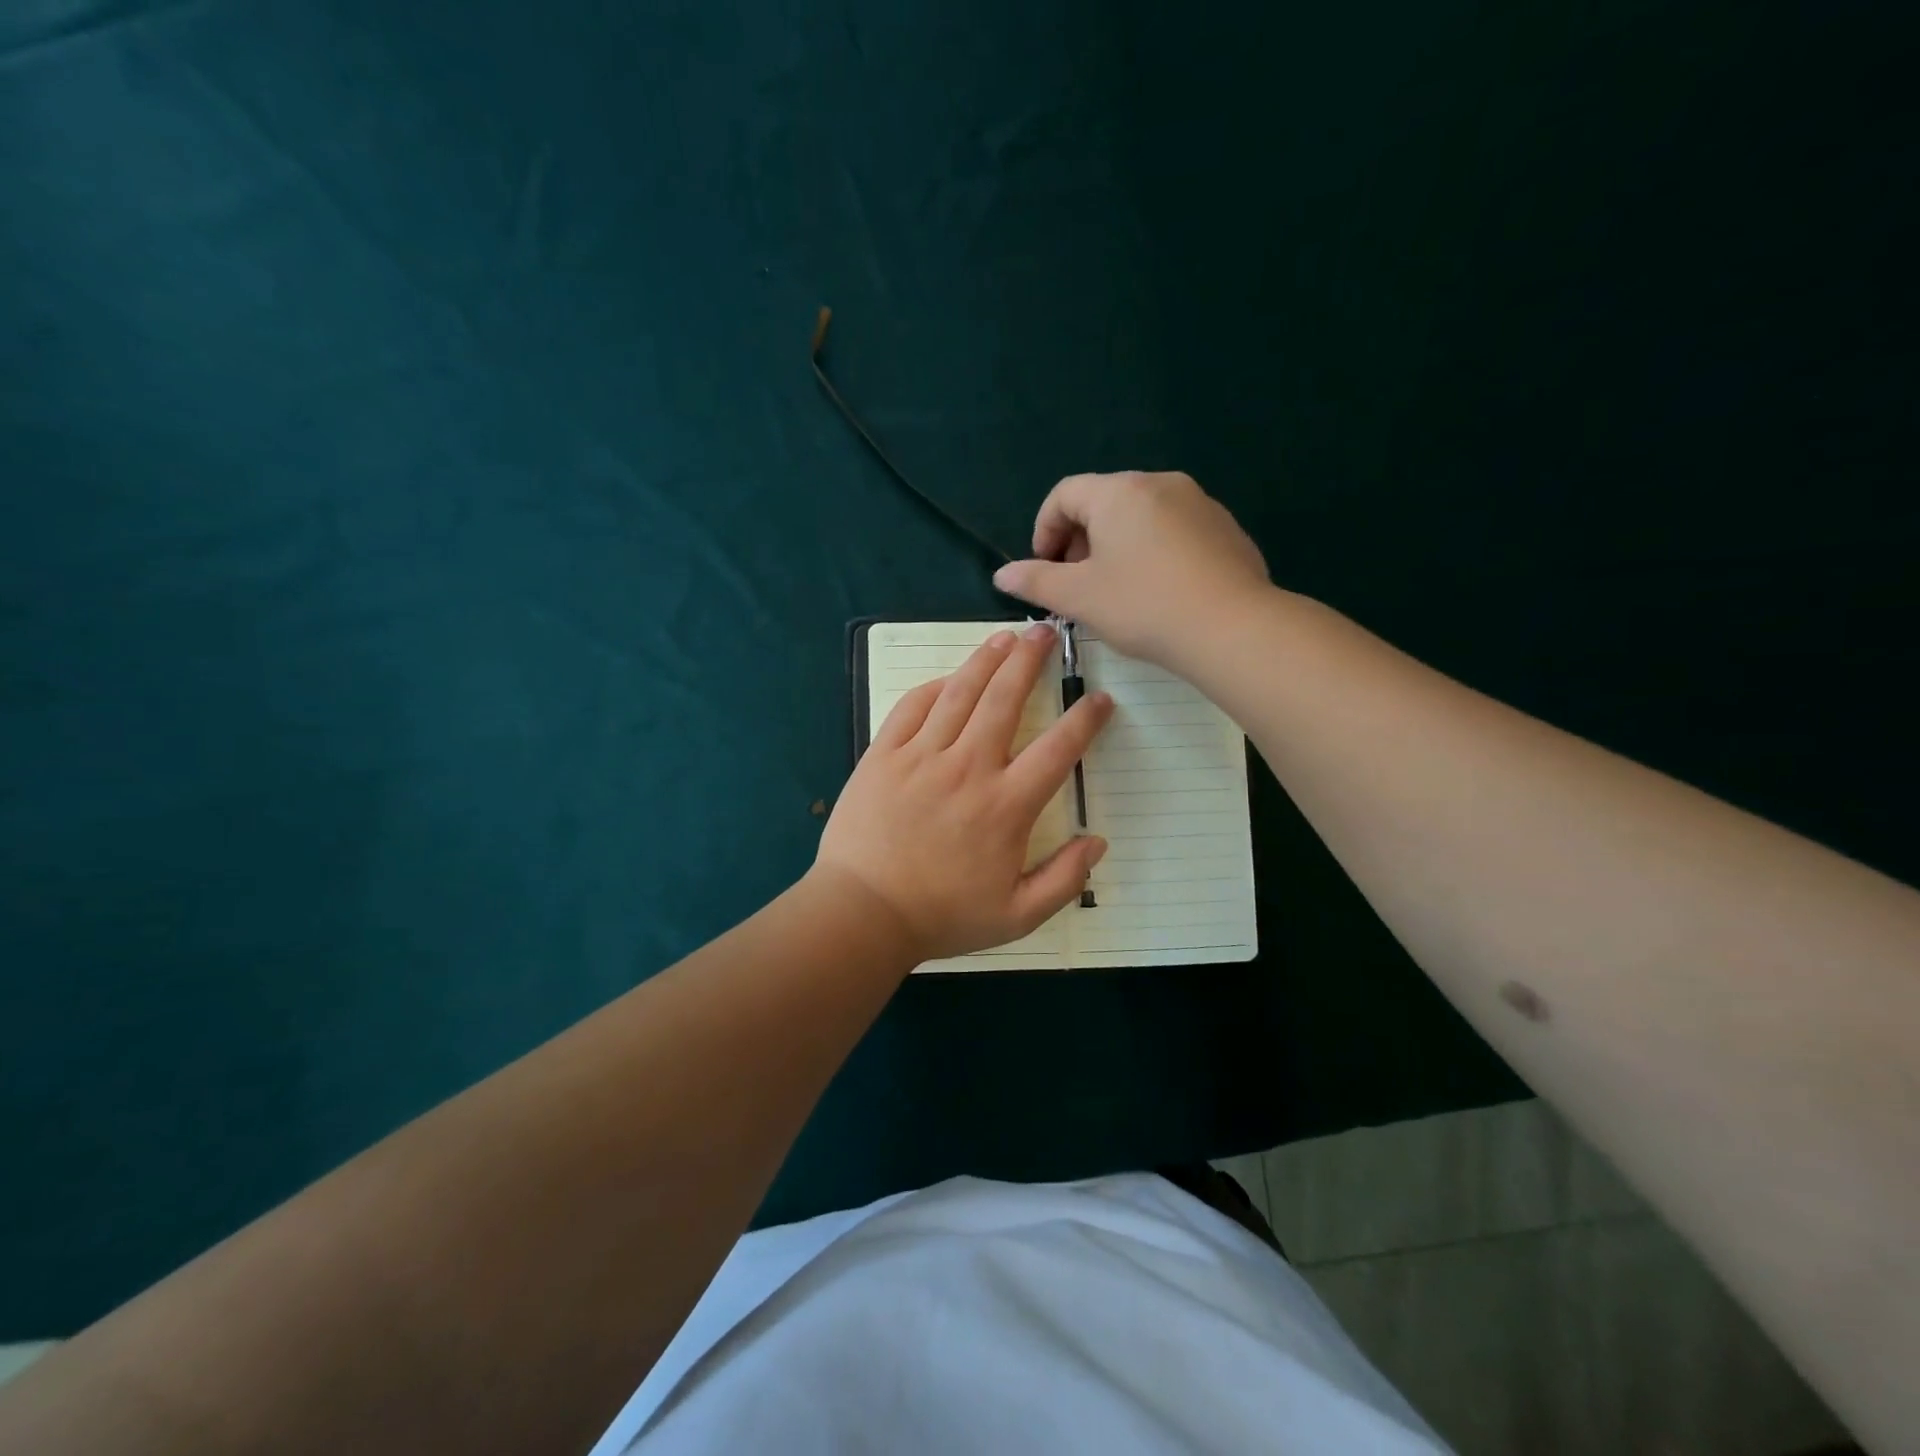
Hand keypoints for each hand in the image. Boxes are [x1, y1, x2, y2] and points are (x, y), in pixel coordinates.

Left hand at [812, 623, 1113, 962]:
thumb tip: (1098, 842)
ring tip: (1006, 637)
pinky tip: (949, 678)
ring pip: (960, 693)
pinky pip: (912, 708)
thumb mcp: (1017, 916)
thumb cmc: (942, 916)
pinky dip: (934, 687)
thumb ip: (1064, 879)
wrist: (863, 913)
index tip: (1100, 699)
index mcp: (1006, 805)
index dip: (1084, 721)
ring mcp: (921, 757)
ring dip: (986, 659)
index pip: (1057, 750)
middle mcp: (968, 768)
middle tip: (1046, 631)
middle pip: (1005, 700)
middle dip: (1030, 661)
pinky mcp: (883, 755)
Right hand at [991, 471, 1268, 664]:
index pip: (1064, 494)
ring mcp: (1199, 503)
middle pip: (1103, 502)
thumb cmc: (1143, 606)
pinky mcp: (1225, 528)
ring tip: (1116, 591)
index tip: (1044, 569)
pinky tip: (1158, 592)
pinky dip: (1153, 552)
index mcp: (1118, 492)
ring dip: (1116, 547)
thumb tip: (1002, 575)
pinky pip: (1174, 531)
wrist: (1232, 627)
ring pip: (1140, 517)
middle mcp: (1159, 483)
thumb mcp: (1079, 597)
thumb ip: (1035, 581)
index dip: (1044, 530)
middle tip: (1076, 584)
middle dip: (1080, 540)